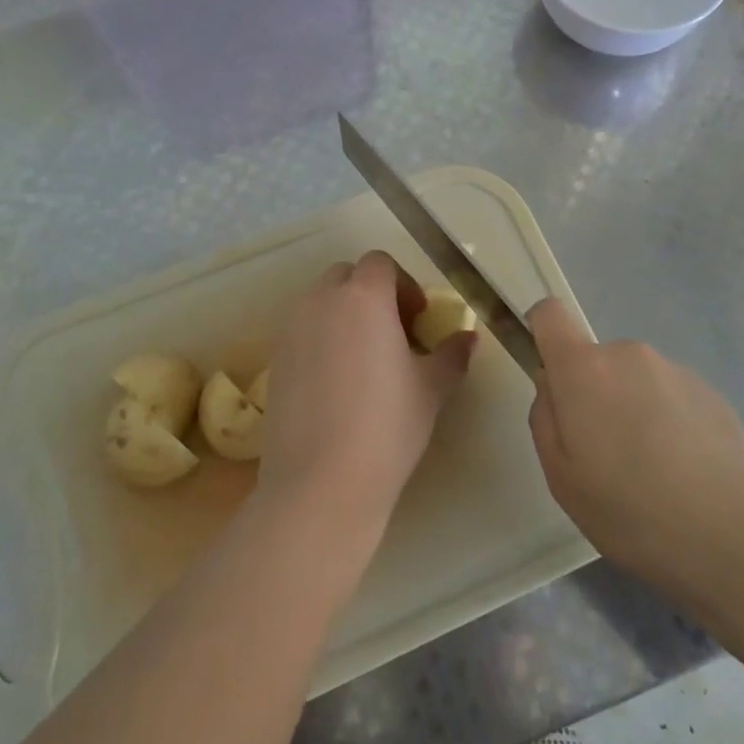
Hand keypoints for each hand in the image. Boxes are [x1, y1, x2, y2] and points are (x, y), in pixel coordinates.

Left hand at [258, 251, 476, 534]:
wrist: (321, 480)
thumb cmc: (387, 425)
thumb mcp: (432, 388)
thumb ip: (452, 354)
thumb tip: (468, 337)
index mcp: (363, 297)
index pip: (381, 263)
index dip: (403, 284)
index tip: (417, 319)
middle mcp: (322, 301)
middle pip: (347, 276)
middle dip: (371, 293)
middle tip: (394, 332)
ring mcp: (292, 329)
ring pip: (321, 302)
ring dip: (344, 314)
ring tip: (365, 358)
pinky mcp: (275, 359)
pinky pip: (302, 331)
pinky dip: (322, 339)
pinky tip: (338, 382)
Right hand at [527, 299, 743, 605]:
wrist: (735, 538)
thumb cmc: (630, 510)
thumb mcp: (561, 476)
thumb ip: (545, 417)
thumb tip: (553, 384)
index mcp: (585, 369)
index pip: (550, 314)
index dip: (542, 333)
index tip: (550, 376)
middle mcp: (629, 354)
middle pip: (596, 360)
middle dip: (593, 395)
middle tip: (607, 456)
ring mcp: (676, 370)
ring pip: (635, 381)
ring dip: (633, 410)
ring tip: (653, 472)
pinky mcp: (713, 393)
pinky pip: (671, 397)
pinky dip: (668, 423)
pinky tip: (685, 473)